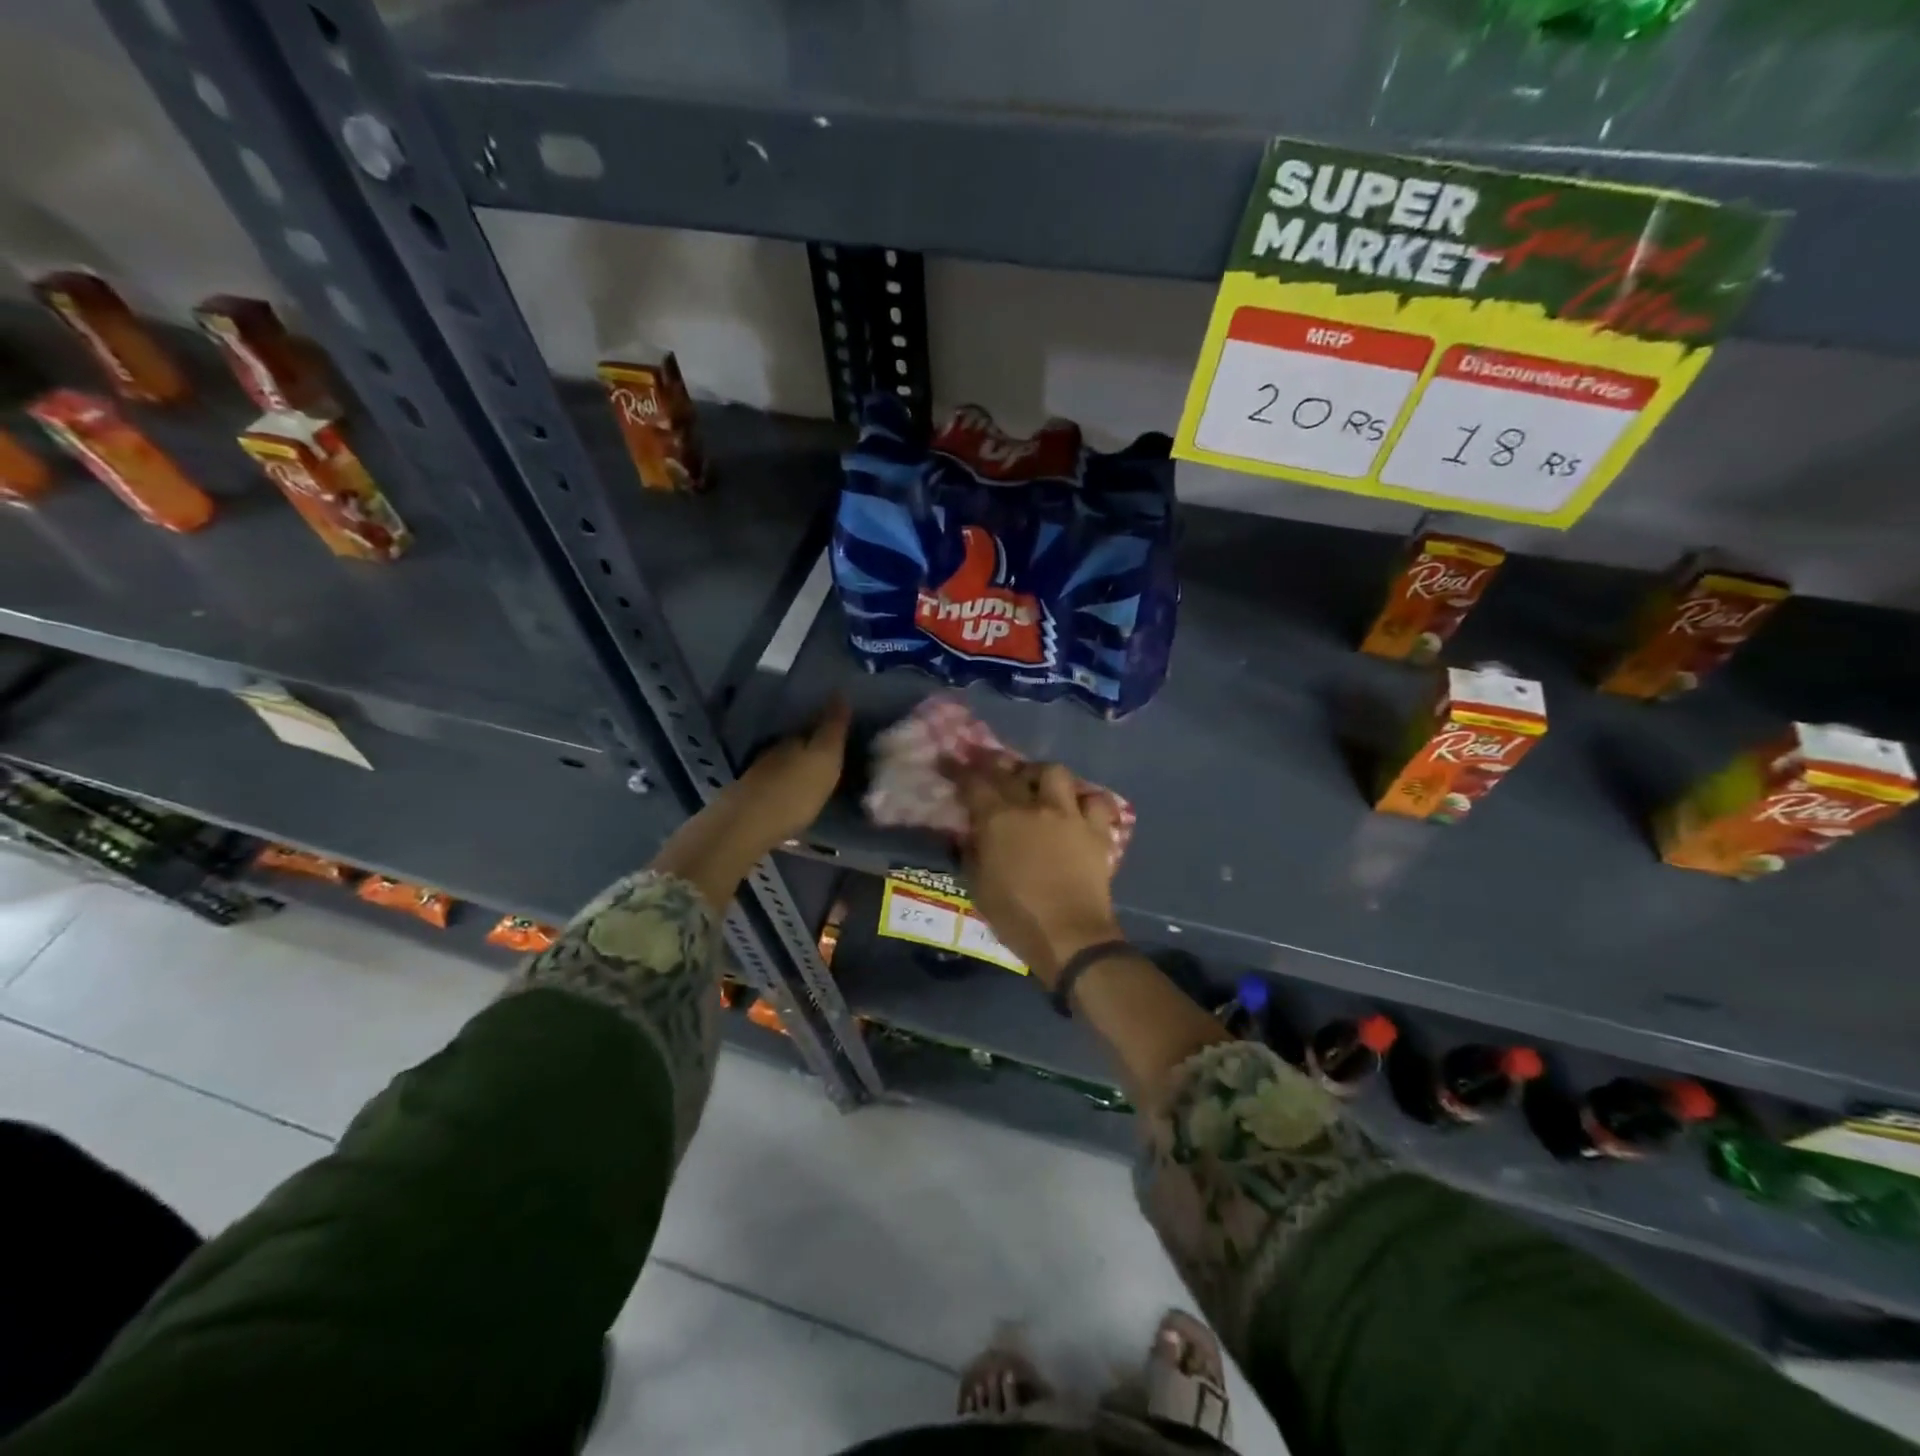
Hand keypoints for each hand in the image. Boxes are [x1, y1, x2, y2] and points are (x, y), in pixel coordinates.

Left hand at [729, 696, 850, 849]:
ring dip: (797, 765)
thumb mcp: (824, 758)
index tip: (841, 726)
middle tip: (830, 752)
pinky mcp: (750, 796)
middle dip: (811, 744)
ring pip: (783, 762)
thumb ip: (833, 728)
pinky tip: (793, 792)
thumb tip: (840, 691)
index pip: (812, 724)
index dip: (827, 725)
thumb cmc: (795, 791)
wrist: (747, 825)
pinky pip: (775, 782)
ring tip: (813, 774)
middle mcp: (775, 750)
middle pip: (797, 742)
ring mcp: (759, 773)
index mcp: (795, 739)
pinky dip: (786, 783)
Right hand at [948, 759, 1122, 988]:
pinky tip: (1077, 809)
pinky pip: (1094, 801)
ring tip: (1036, 785)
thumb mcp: (978, 887)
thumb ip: (971, 852)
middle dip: (994, 764)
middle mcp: (1033, 807)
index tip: (948, 761)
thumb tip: (970, 832)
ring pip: (1055, 772)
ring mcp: (1069, 815)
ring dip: (1041, 774)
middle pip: (1010, 772)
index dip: (958, 769)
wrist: (1070, 936)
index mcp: (999, 820)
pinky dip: (1084, 801)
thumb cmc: (1016, 917)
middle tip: (988, 767)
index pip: (973, 783)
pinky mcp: (1096, 830)